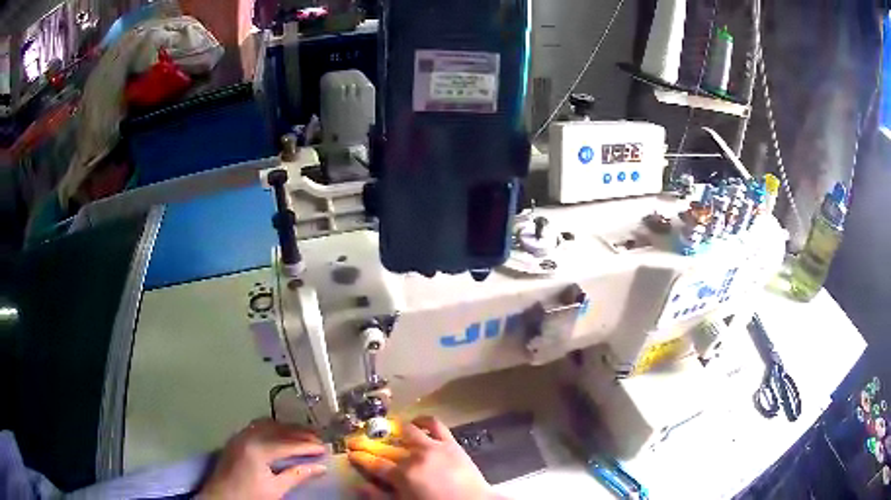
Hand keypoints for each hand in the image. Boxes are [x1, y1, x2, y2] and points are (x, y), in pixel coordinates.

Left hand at [199, 418, 326, 499]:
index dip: (308, 445)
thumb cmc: (249, 496)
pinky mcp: (236, 438)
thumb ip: (297, 475)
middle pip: (279, 429)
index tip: (325, 448)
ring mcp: (240, 435)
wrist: (221, 497)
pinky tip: (281, 434)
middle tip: (319, 438)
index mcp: (258, 449)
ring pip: (267, 424)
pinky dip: (273, 427)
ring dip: (286, 427)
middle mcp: (248, 436)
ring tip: (303, 434)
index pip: (289, 443)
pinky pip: (257, 426)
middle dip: (300, 433)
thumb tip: (320, 467)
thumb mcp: (276, 489)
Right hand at [347, 416, 494, 499]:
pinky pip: (435, 425)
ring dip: (395, 431)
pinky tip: (417, 422)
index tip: (349, 452)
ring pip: (408, 431)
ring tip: (388, 432)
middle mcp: (414, 456)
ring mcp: (433, 447)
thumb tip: (358, 486)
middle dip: (369, 443)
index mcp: (402, 475)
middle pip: (387, 447)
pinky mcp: (450, 443)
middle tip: (358, 440)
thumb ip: (379, 496)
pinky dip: (423, 420)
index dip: (360, 458)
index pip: (374, 464)